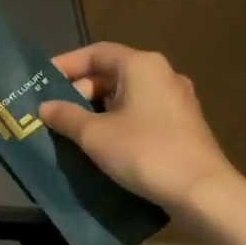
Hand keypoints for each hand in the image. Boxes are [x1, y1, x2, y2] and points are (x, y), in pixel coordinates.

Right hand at [37, 43, 241, 220]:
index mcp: (141, 65)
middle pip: (112, 72)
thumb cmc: (145, 152)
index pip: (96, 52)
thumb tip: (45, 107)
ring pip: (127, 95)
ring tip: (74, 130)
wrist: (203, 192)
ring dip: (98, 109)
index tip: (42, 82)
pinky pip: (142, 113)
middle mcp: (162, 74)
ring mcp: (177, 100)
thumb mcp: (94, 135)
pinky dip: (118, 121)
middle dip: (80, 91)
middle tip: (56, 112)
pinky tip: (104, 144)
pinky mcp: (183, 125)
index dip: (67, 64)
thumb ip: (66, 116)